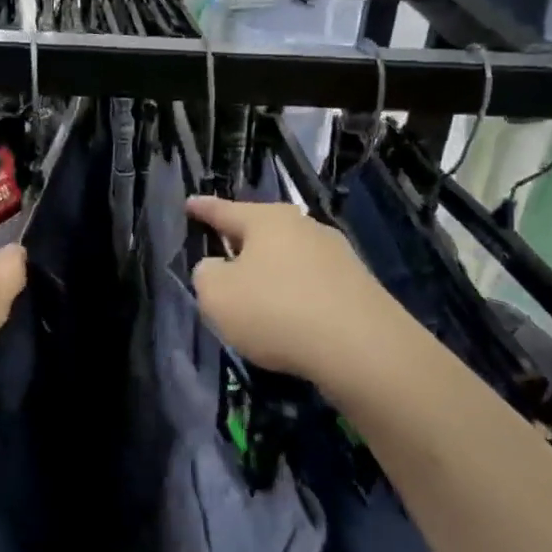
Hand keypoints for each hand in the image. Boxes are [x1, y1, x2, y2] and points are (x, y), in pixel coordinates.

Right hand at [186, 197, 403, 385]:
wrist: (361, 348)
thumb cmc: (275, 311)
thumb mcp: (217, 296)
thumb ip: (206, 275)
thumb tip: (218, 267)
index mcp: (268, 220)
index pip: (225, 210)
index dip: (204, 209)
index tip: (190, 203)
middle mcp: (305, 227)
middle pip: (263, 231)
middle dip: (241, 242)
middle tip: (222, 253)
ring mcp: (337, 254)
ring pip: (290, 257)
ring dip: (271, 272)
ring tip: (256, 295)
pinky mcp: (358, 285)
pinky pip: (311, 283)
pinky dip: (295, 295)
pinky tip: (290, 318)